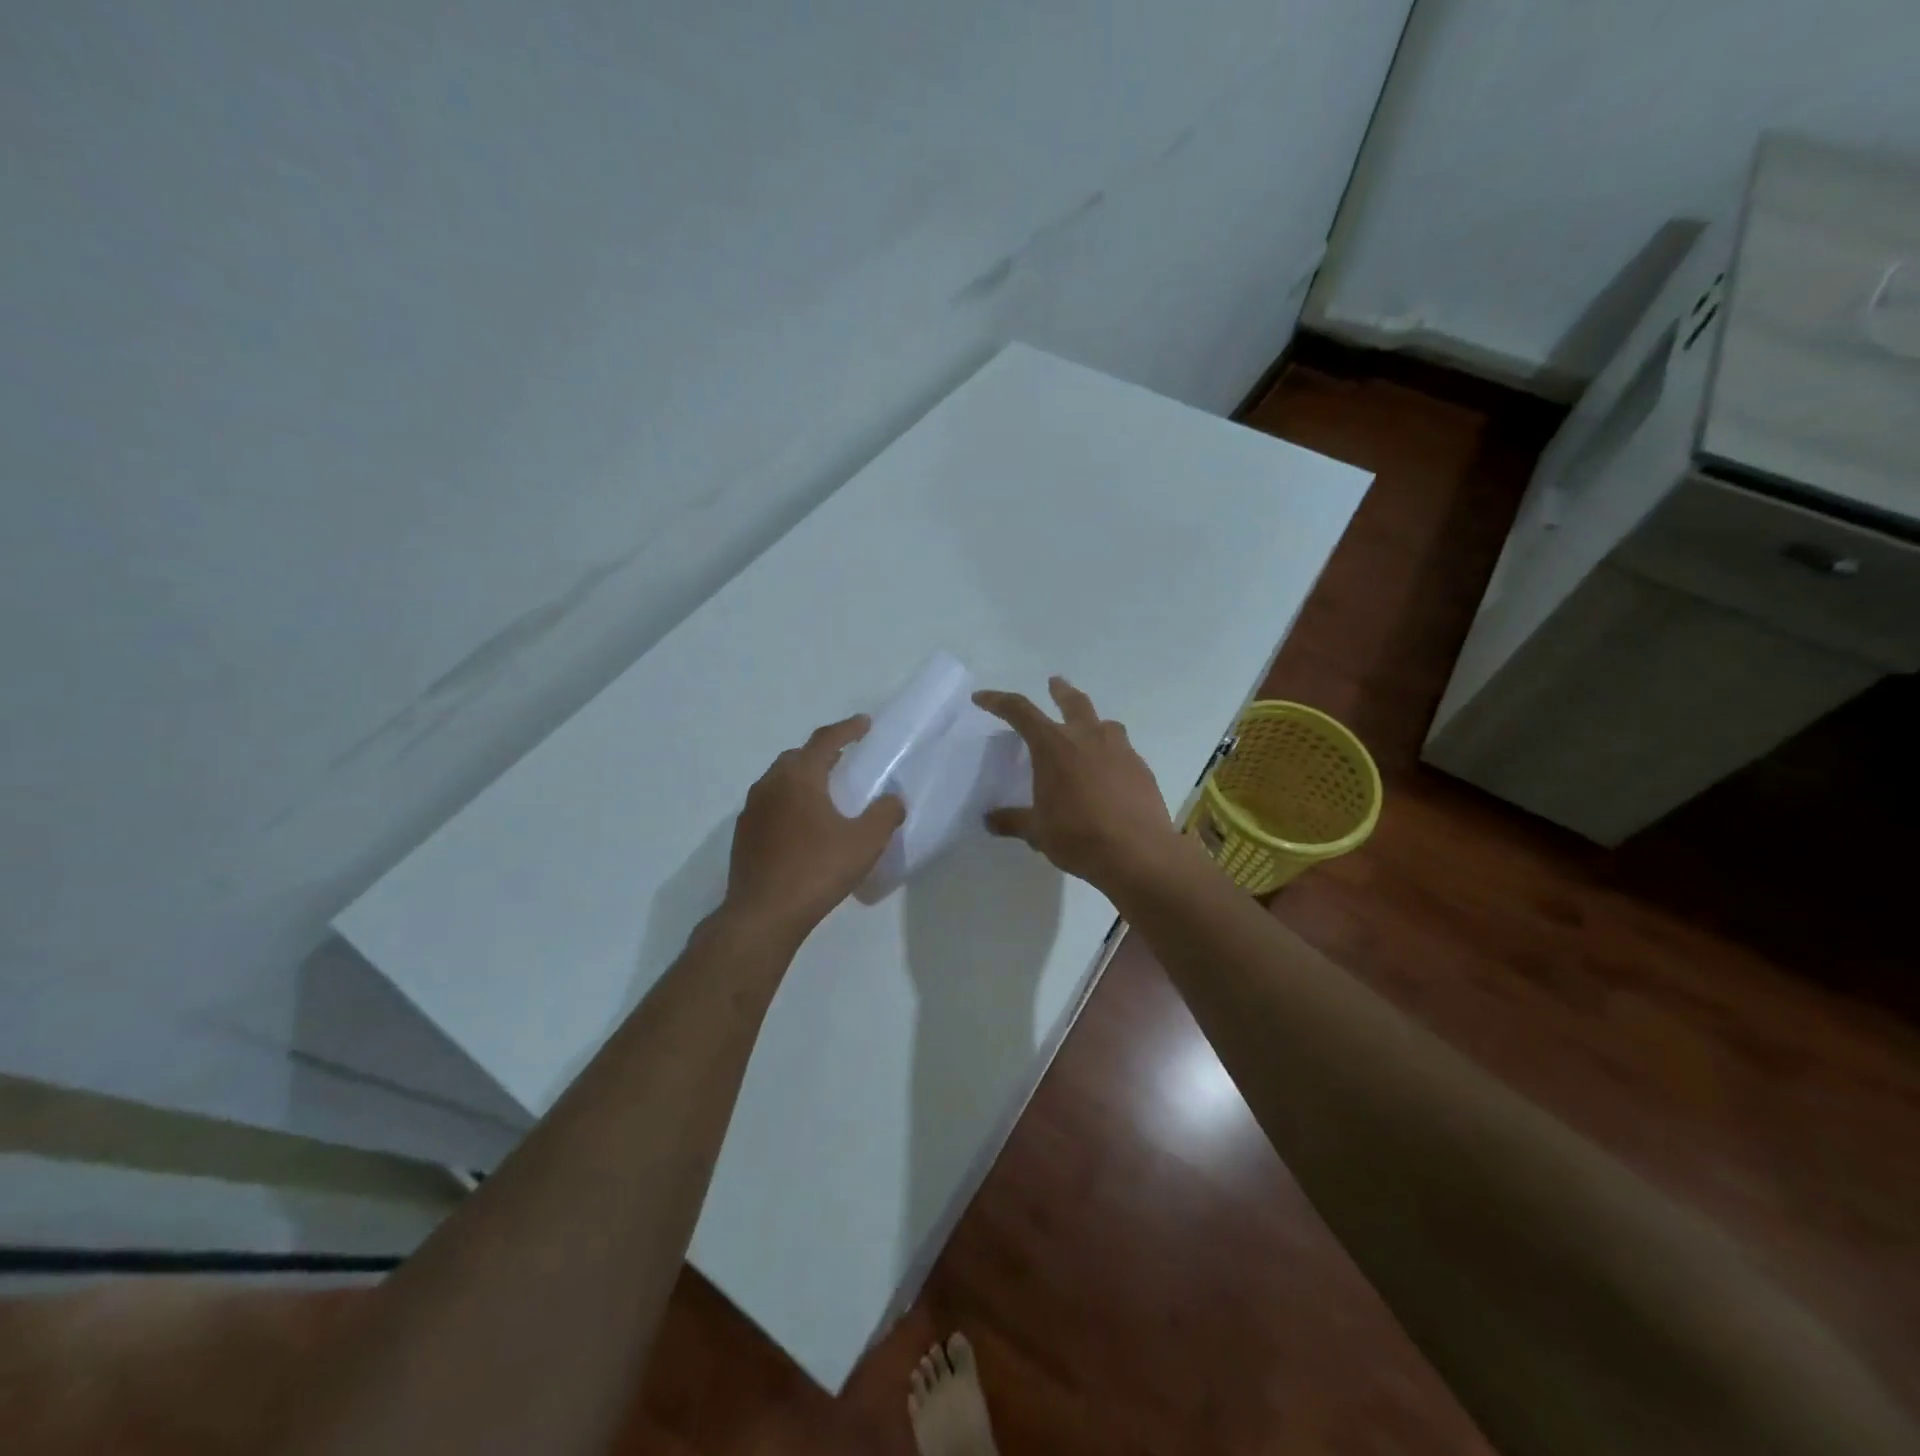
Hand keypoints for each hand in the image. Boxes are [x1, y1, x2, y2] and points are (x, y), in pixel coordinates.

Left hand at [723, 715, 905, 943]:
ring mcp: (751, 810)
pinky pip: (770, 804)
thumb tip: (894, 799)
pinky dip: (789, 802)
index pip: (825, 740)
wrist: (763, 914)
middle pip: (797, 757)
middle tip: (845, 760)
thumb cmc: (816, 870)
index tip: (864, 724)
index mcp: (799, 778)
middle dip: (822, 753)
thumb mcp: (865, 842)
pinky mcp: (744, 834)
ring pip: (780, 780)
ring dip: (803, 778)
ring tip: (825, 792)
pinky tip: (803, 825)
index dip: (847, 729)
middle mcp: (770, 785)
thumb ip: (885, 814)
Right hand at [973, 677, 1192, 895]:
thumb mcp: (1038, 831)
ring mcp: (1119, 749)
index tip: (982, 698)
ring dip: (1092, 721)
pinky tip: (1110, 773)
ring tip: (1089, 730)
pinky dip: (1111, 753)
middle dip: (1060, 690)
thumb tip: (989, 820)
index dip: (998, 701)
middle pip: (1072, 701)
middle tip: (1054, 683)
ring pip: (1104, 723)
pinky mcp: (1141, 768)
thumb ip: (1013, 821)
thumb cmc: (1078, 836)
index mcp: (1054, 746)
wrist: (1137, 852)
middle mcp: (1087, 737)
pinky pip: (1123, 749)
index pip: (1020, 711)